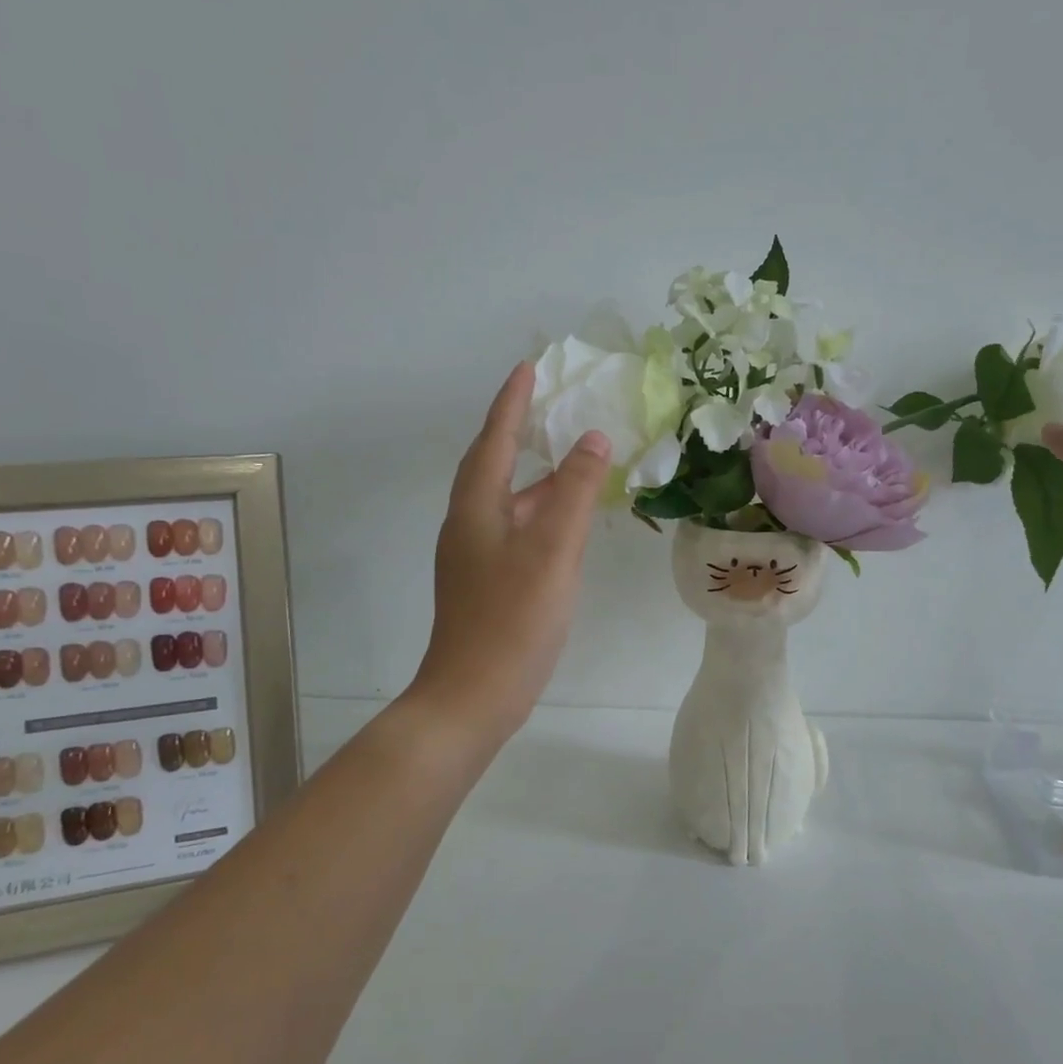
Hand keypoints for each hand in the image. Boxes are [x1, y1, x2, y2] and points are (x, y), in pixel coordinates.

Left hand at [409, 362, 610, 744]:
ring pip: (508, 501)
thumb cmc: (512, 618)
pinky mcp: (487, 583)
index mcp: (476, 507)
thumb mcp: (552, 549)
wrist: (473, 696)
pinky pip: (516, 529)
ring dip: (536, 477)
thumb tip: (593, 439)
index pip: (495, 439)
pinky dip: (541, 513)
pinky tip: (567, 523)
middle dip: (520, 432)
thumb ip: (575, 492)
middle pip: (494, 465)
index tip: (528, 367)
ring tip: (573, 459)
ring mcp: (475, 557)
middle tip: (550, 406)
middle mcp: (469, 524)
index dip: (512, 402)